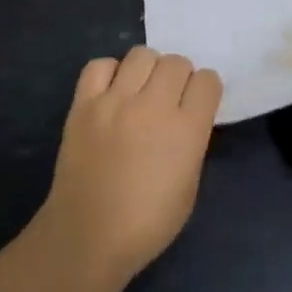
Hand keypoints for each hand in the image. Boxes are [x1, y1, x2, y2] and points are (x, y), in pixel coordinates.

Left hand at [34, 46, 221, 286]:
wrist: (87, 236)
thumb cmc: (147, 224)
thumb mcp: (189, 187)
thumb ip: (192, 142)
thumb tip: (186, 117)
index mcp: (186, 130)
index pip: (208, 81)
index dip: (205, 90)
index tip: (197, 103)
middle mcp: (153, 106)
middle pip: (176, 62)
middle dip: (179, 77)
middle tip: (169, 98)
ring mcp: (115, 101)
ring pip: (141, 54)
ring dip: (147, 69)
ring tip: (140, 90)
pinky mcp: (84, 103)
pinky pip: (100, 65)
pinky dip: (110, 73)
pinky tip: (111, 93)